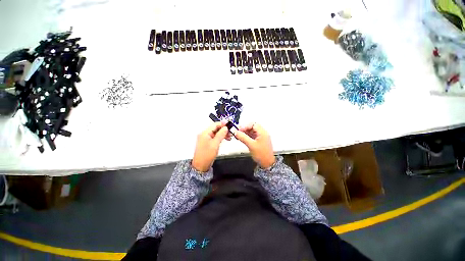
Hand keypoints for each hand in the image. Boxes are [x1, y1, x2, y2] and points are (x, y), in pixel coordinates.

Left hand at [192, 122, 228, 171]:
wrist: (201, 166)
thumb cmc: (206, 155)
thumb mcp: (215, 144)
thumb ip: (221, 134)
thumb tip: (225, 128)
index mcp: (204, 133)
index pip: (214, 125)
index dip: (222, 124)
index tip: (229, 124)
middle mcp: (205, 135)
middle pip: (215, 128)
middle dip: (224, 129)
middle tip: (231, 131)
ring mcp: (206, 139)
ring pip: (216, 133)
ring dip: (223, 133)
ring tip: (229, 136)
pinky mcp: (208, 143)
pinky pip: (215, 137)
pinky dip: (221, 137)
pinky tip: (225, 139)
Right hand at [235, 123, 275, 168]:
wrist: (267, 163)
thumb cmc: (262, 155)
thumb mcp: (251, 145)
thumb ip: (243, 137)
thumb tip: (236, 132)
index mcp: (262, 132)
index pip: (253, 124)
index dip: (245, 126)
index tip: (238, 129)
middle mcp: (262, 133)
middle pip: (252, 127)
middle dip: (244, 129)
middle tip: (237, 132)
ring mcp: (260, 137)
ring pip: (251, 131)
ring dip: (244, 133)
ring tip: (238, 136)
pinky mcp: (258, 141)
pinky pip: (251, 136)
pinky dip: (246, 136)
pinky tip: (241, 138)